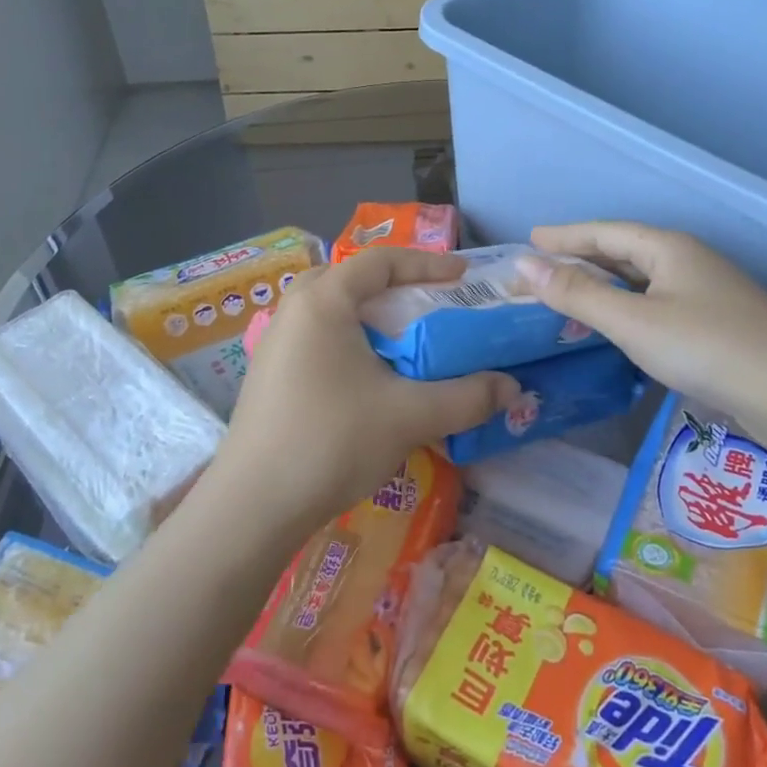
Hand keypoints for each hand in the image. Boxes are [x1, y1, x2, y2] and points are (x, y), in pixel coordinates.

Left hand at [216, 248, 519, 533]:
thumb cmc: (331, 441)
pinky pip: (318, 340)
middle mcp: (293, 311)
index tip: (464, 277)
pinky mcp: (269, 375)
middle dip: (395, 288)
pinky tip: (371, 381)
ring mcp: (275, 344)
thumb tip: (513, 387)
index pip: (380, 261)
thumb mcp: (409, 416)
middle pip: (351, 280)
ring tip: (406, 343)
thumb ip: (466, 396)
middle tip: (431, 307)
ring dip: (371, 319)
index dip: (427, 263)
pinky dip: (350, 344)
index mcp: (323, 301)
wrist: (253, 506)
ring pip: (332, 312)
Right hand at [518, 221, 766, 450]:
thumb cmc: (704, 347)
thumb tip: (525, 266)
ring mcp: (708, 290)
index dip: (566, 235)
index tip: (531, 238)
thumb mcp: (631, 321)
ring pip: (644, 278)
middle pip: (625, 251)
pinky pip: (658, 300)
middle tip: (545, 265)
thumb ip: (577, 293)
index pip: (605, 232)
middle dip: (583, 257)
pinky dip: (628, 304)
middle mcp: (690, 260)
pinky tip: (620, 322)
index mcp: (669, 248)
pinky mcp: (718, 320)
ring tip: (573, 291)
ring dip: (606, 282)